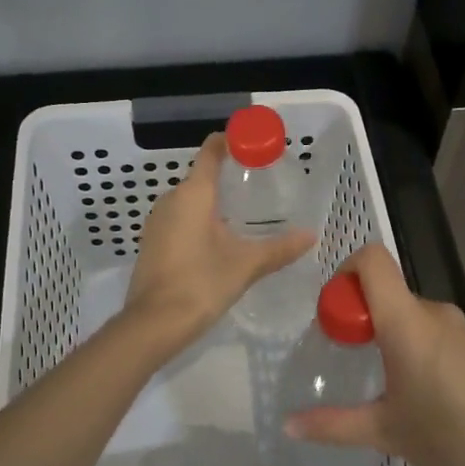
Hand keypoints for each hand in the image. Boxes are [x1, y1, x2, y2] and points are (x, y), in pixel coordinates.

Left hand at [122, 133, 315, 354]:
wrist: (154, 324)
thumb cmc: (201, 283)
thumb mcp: (246, 265)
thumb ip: (280, 248)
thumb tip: (312, 235)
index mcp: (193, 193)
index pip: (211, 151)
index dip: (231, 142)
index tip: (254, 145)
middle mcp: (171, 199)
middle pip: (201, 176)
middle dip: (229, 177)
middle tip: (260, 186)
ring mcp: (157, 221)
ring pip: (189, 200)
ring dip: (214, 202)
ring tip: (245, 214)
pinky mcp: (152, 243)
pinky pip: (180, 219)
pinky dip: (200, 221)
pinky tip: (219, 240)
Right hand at [283, 243, 464, 465]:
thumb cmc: (448, 441)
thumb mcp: (384, 432)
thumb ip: (333, 424)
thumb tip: (289, 425)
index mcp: (407, 322)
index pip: (373, 261)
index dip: (347, 272)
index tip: (336, 313)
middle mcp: (438, 314)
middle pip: (392, 294)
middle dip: (367, 320)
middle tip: (355, 364)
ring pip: (420, 318)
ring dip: (399, 339)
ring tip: (395, 388)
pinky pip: (446, 336)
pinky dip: (429, 352)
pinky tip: (435, 398)